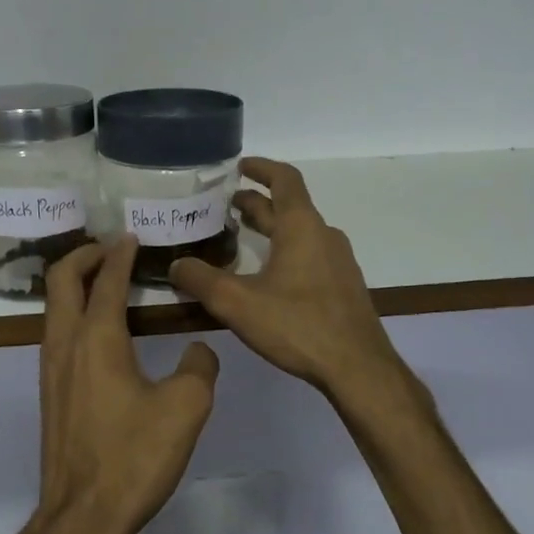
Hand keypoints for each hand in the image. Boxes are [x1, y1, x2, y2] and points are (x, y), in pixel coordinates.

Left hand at [34, 236, 219, 533]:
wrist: (83, 513)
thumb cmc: (134, 456)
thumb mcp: (186, 408)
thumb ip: (199, 367)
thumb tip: (198, 350)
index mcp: (97, 338)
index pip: (108, 280)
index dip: (121, 254)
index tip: (133, 237)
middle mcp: (65, 344)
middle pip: (62, 279)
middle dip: (84, 255)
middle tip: (111, 248)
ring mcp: (50, 369)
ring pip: (53, 307)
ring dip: (75, 284)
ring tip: (106, 281)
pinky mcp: (49, 393)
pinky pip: (56, 333)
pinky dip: (73, 313)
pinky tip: (100, 332)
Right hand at [170, 158, 403, 400]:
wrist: (357, 367)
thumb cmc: (298, 325)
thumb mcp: (238, 303)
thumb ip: (201, 280)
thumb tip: (175, 265)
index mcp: (302, 227)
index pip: (284, 179)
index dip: (261, 168)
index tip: (239, 166)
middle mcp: (323, 236)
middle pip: (289, 207)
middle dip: (257, 203)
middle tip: (226, 207)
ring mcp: (337, 262)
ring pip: (299, 233)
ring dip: (271, 229)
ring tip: (241, 237)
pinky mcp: (342, 287)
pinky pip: (309, 255)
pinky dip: (284, 251)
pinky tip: (267, 276)